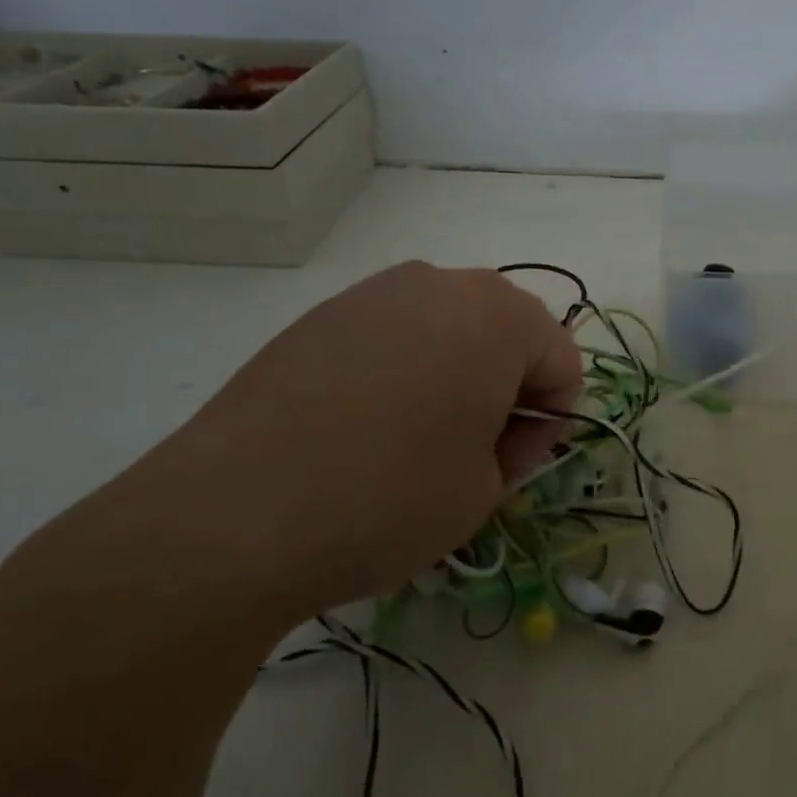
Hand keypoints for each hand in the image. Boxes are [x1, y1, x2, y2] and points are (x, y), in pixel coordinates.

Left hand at [130, 262, 580, 617]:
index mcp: (499, 316)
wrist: (235, 513)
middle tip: (477, 447)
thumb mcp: (485, 491)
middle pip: (507, 330)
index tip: (516, 462)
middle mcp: (442, 283)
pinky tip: (366, 422)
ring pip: (449, 326)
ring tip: (420, 434)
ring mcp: (375, 292)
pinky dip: (404, 368)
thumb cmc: (390, 498)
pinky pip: (393, 332)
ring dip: (457, 371)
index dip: (551, 417)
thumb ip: (517, 446)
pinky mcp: (323, 314)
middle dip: (507, 384)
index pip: (561, 358)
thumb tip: (503, 426)